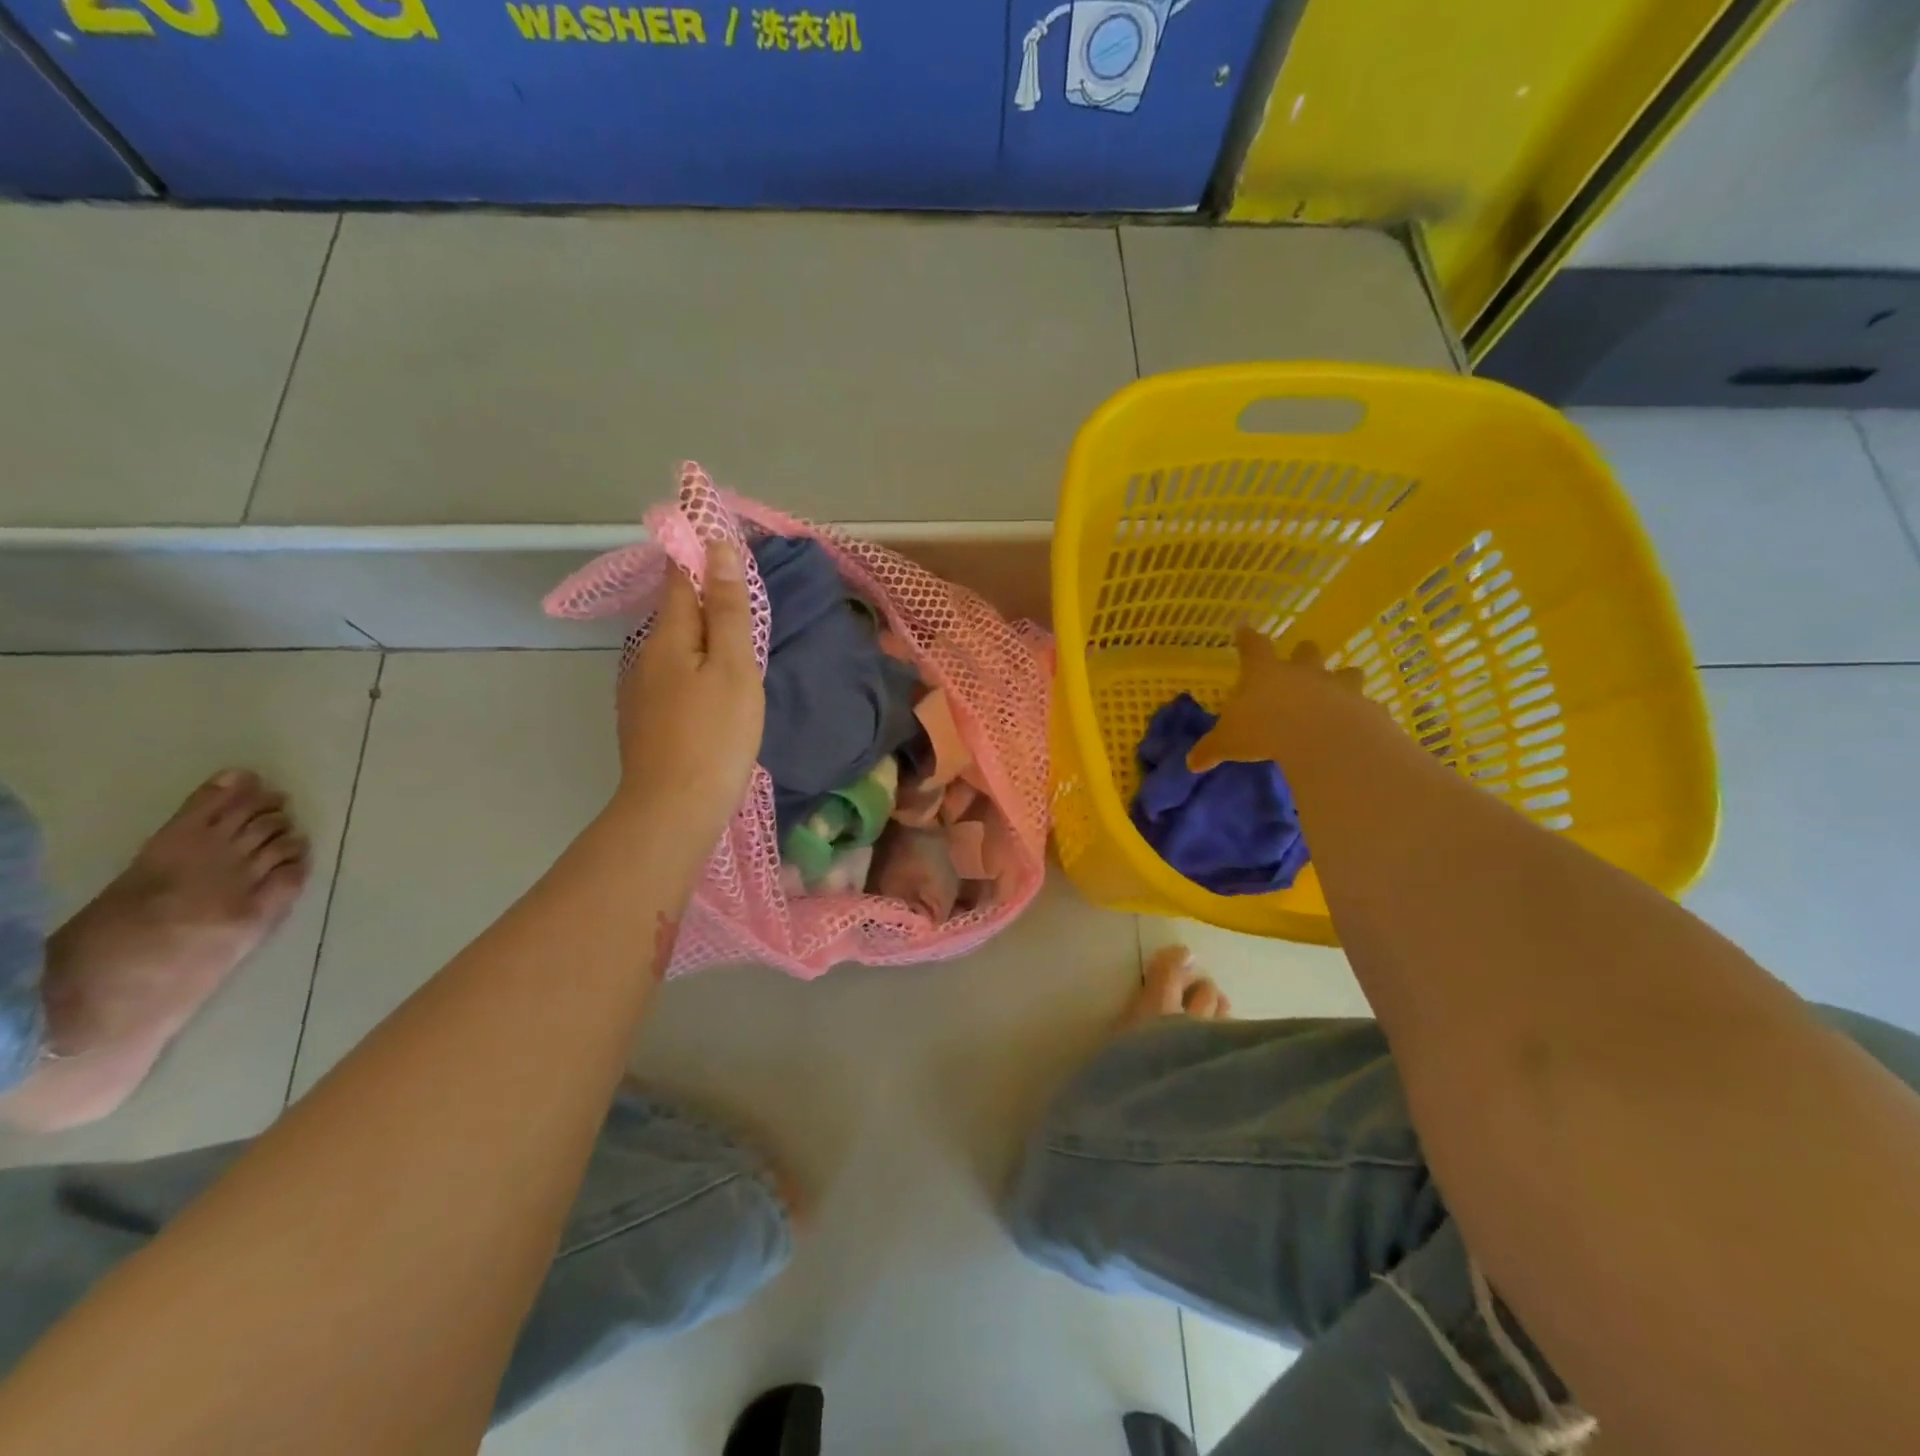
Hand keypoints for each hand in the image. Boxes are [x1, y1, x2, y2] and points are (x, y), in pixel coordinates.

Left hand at [615, 539, 764, 840]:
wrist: (673, 808)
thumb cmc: (715, 735)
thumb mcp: (734, 668)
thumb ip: (728, 610)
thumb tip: (718, 550)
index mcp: (669, 635)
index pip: (681, 576)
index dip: (698, 551)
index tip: (719, 532)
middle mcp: (646, 654)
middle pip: (676, 611)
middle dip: (703, 593)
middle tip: (741, 589)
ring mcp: (641, 690)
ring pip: (674, 646)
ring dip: (700, 632)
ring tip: (734, 637)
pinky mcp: (646, 719)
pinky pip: (673, 675)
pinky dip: (694, 665)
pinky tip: (712, 684)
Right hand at [1188, 627, 1363, 771]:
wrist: (1323, 741)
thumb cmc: (1265, 732)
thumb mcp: (1228, 743)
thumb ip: (1211, 749)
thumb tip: (1191, 763)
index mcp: (1266, 673)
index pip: (1253, 646)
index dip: (1247, 637)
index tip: (1244, 628)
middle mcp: (1304, 672)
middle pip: (1307, 651)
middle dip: (1304, 654)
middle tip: (1301, 661)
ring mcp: (1338, 687)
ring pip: (1346, 672)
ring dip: (1342, 679)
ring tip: (1339, 691)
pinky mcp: (1365, 708)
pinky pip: (1366, 706)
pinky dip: (1362, 714)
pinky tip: (1359, 726)